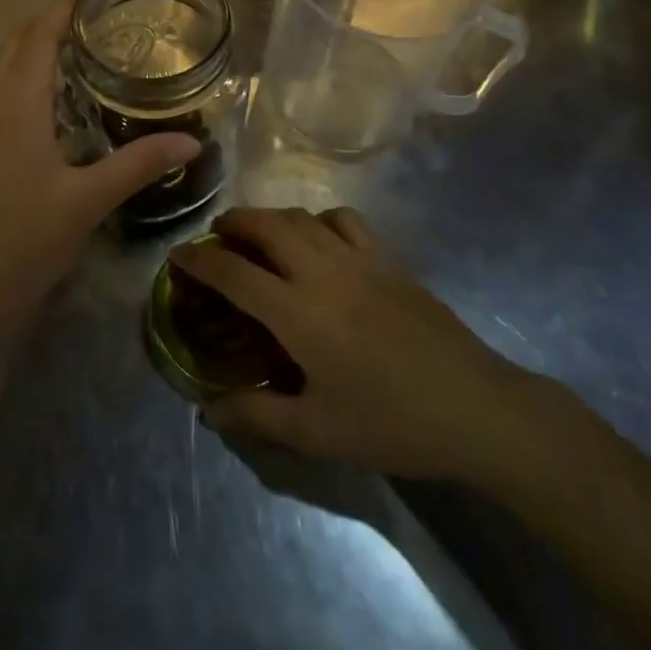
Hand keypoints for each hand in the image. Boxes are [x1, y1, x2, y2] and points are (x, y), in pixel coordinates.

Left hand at [0, 2, 200, 340]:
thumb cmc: (15, 240)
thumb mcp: (85, 203)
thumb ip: (137, 166)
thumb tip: (192, 141)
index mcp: (16, 105)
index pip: (38, 36)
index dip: (63, 7)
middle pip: (15, 47)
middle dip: (49, 24)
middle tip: (97, 21)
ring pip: (4, 75)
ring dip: (35, 55)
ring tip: (82, 57)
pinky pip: (1, 103)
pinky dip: (27, 88)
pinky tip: (56, 116)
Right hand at [168, 206, 548, 482]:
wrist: (474, 408)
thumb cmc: (390, 423)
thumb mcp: (317, 433)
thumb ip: (257, 416)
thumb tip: (208, 409)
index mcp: (297, 312)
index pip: (233, 273)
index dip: (198, 261)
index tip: (176, 256)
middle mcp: (321, 271)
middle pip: (264, 224)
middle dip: (231, 223)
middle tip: (216, 238)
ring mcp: (358, 258)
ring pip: (300, 216)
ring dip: (269, 216)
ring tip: (258, 234)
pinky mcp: (387, 258)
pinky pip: (343, 219)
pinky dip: (318, 219)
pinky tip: (318, 238)